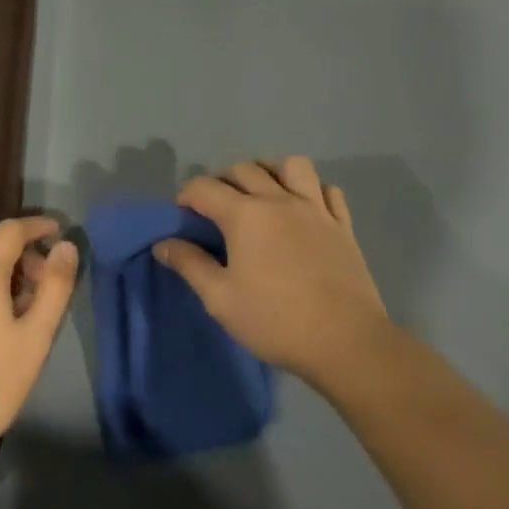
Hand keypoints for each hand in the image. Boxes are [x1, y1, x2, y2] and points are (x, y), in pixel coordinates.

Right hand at [154, 157, 396, 391]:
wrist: (346, 342)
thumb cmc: (275, 322)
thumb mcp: (220, 299)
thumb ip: (189, 264)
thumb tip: (163, 243)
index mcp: (245, 215)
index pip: (204, 187)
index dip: (185, 197)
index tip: (181, 218)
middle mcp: (280, 200)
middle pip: (244, 169)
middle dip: (221, 181)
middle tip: (214, 210)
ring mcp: (316, 209)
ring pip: (292, 166)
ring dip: (270, 172)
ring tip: (261, 195)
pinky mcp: (343, 225)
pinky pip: (328, 190)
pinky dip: (311, 190)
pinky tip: (303, 210)